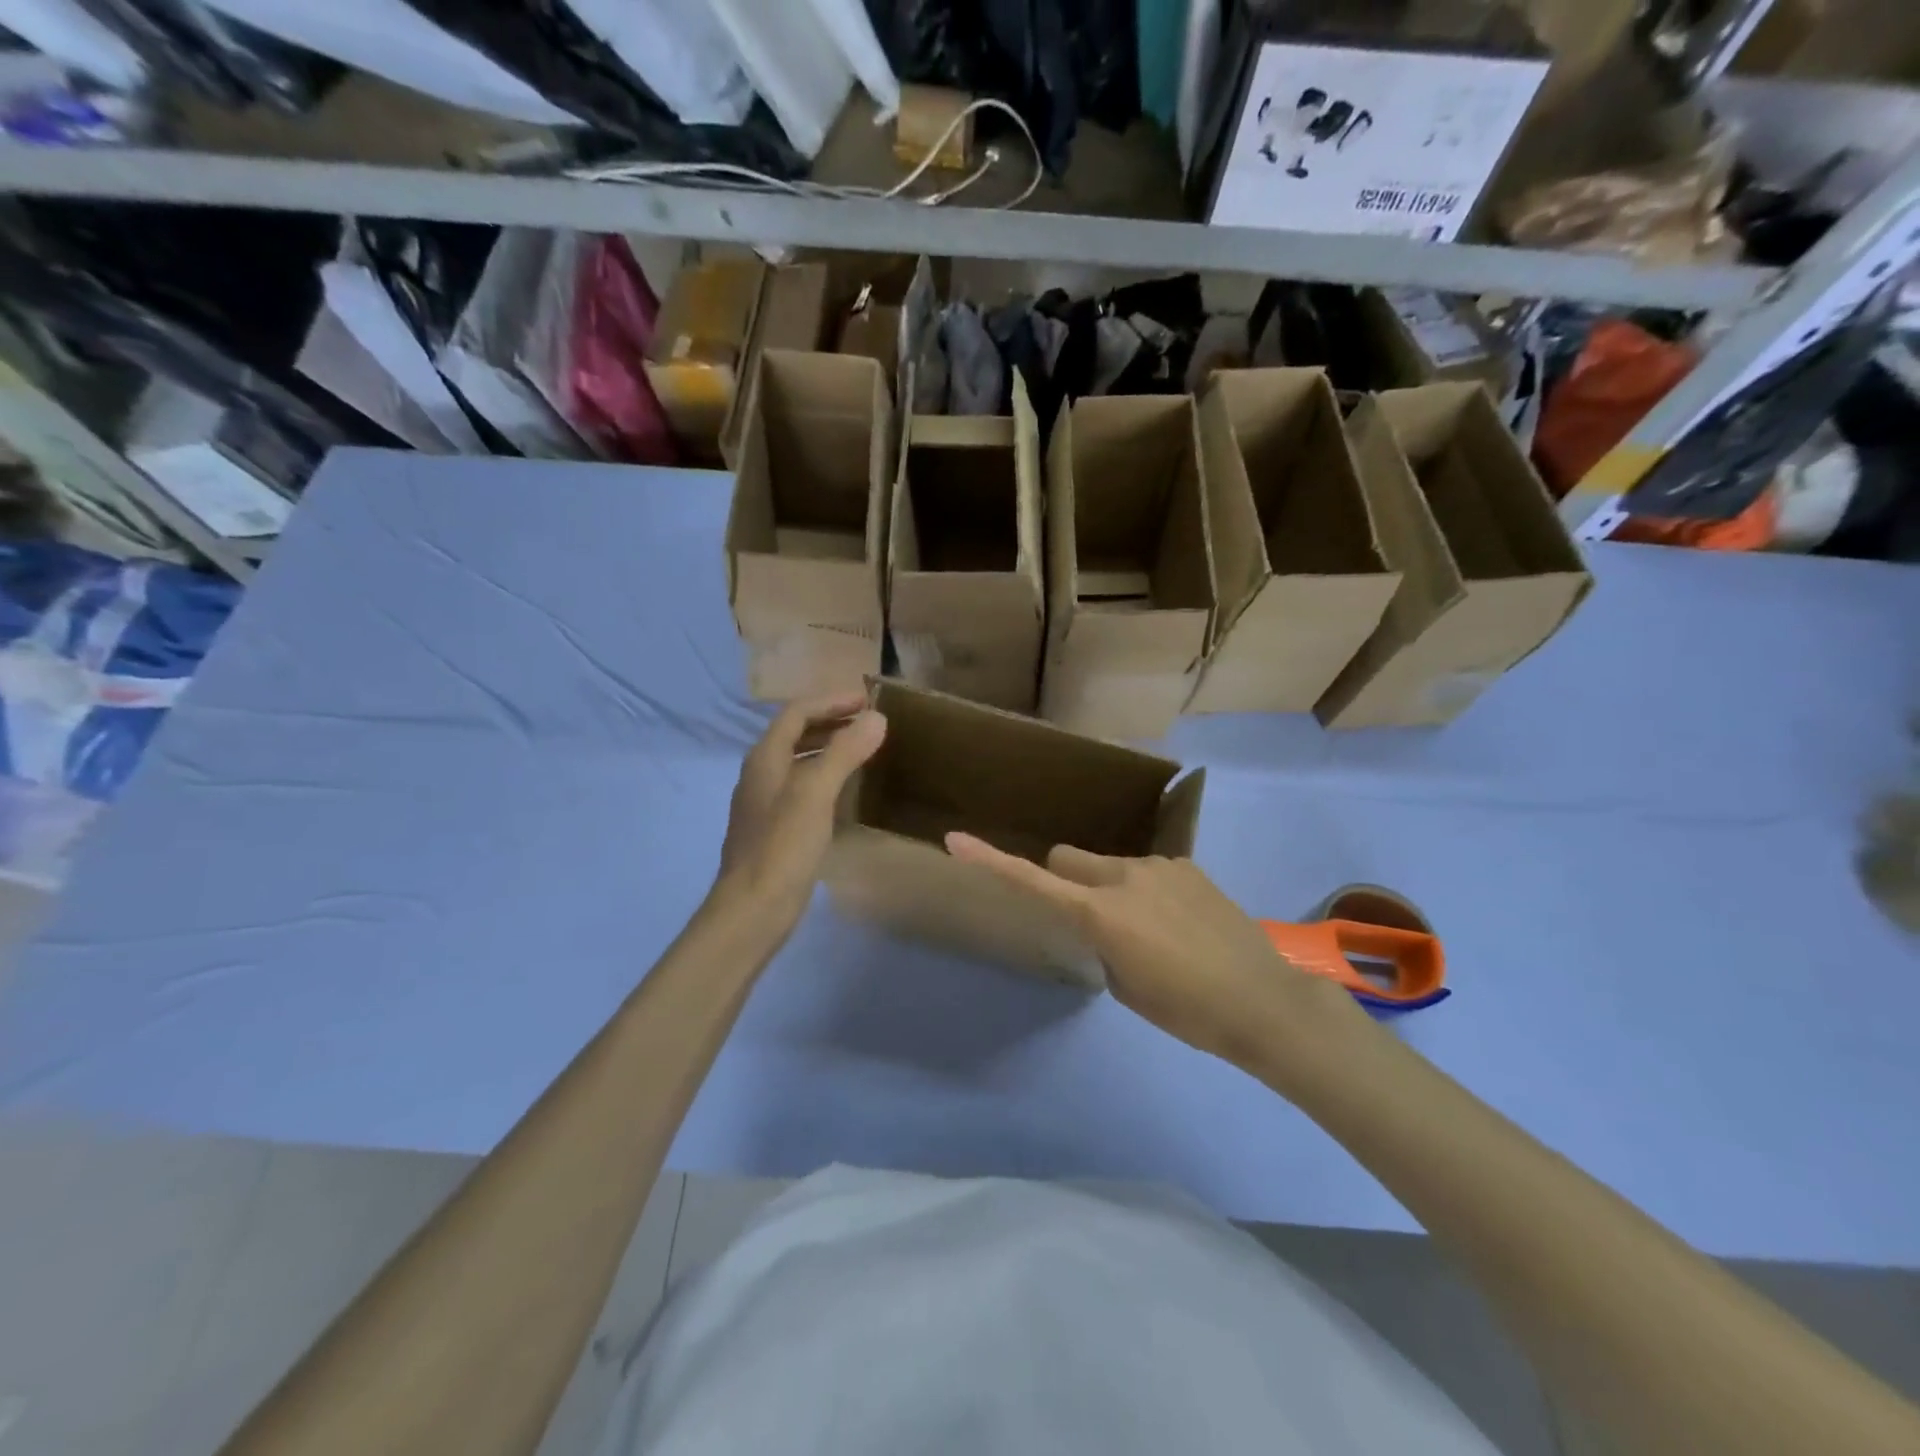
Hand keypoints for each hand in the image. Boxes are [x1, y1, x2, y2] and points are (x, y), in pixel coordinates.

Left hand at [715, 693, 886, 935]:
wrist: (753, 908)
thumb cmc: (783, 845)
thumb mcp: (816, 792)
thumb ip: (845, 751)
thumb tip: (876, 718)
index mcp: (765, 758)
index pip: (797, 712)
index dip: (831, 701)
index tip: (868, 699)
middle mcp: (762, 774)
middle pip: (796, 734)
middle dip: (832, 722)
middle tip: (870, 722)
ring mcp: (766, 803)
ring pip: (800, 761)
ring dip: (829, 748)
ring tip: (864, 749)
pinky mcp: (776, 829)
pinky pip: (803, 788)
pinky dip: (826, 777)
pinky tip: (848, 791)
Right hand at [944, 837, 1366, 1074]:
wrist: (1264, 1001)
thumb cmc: (1187, 1011)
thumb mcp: (1126, 987)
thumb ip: (1101, 944)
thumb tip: (1102, 927)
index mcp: (1101, 913)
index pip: (1033, 881)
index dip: (991, 861)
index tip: (955, 840)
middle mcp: (1124, 876)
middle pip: (1068, 859)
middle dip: (1065, 880)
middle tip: (1090, 921)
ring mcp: (1159, 867)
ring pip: (1110, 866)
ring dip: (1112, 889)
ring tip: (1153, 932)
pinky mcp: (1188, 866)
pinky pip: (1148, 872)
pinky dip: (1148, 892)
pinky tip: (1181, 925)